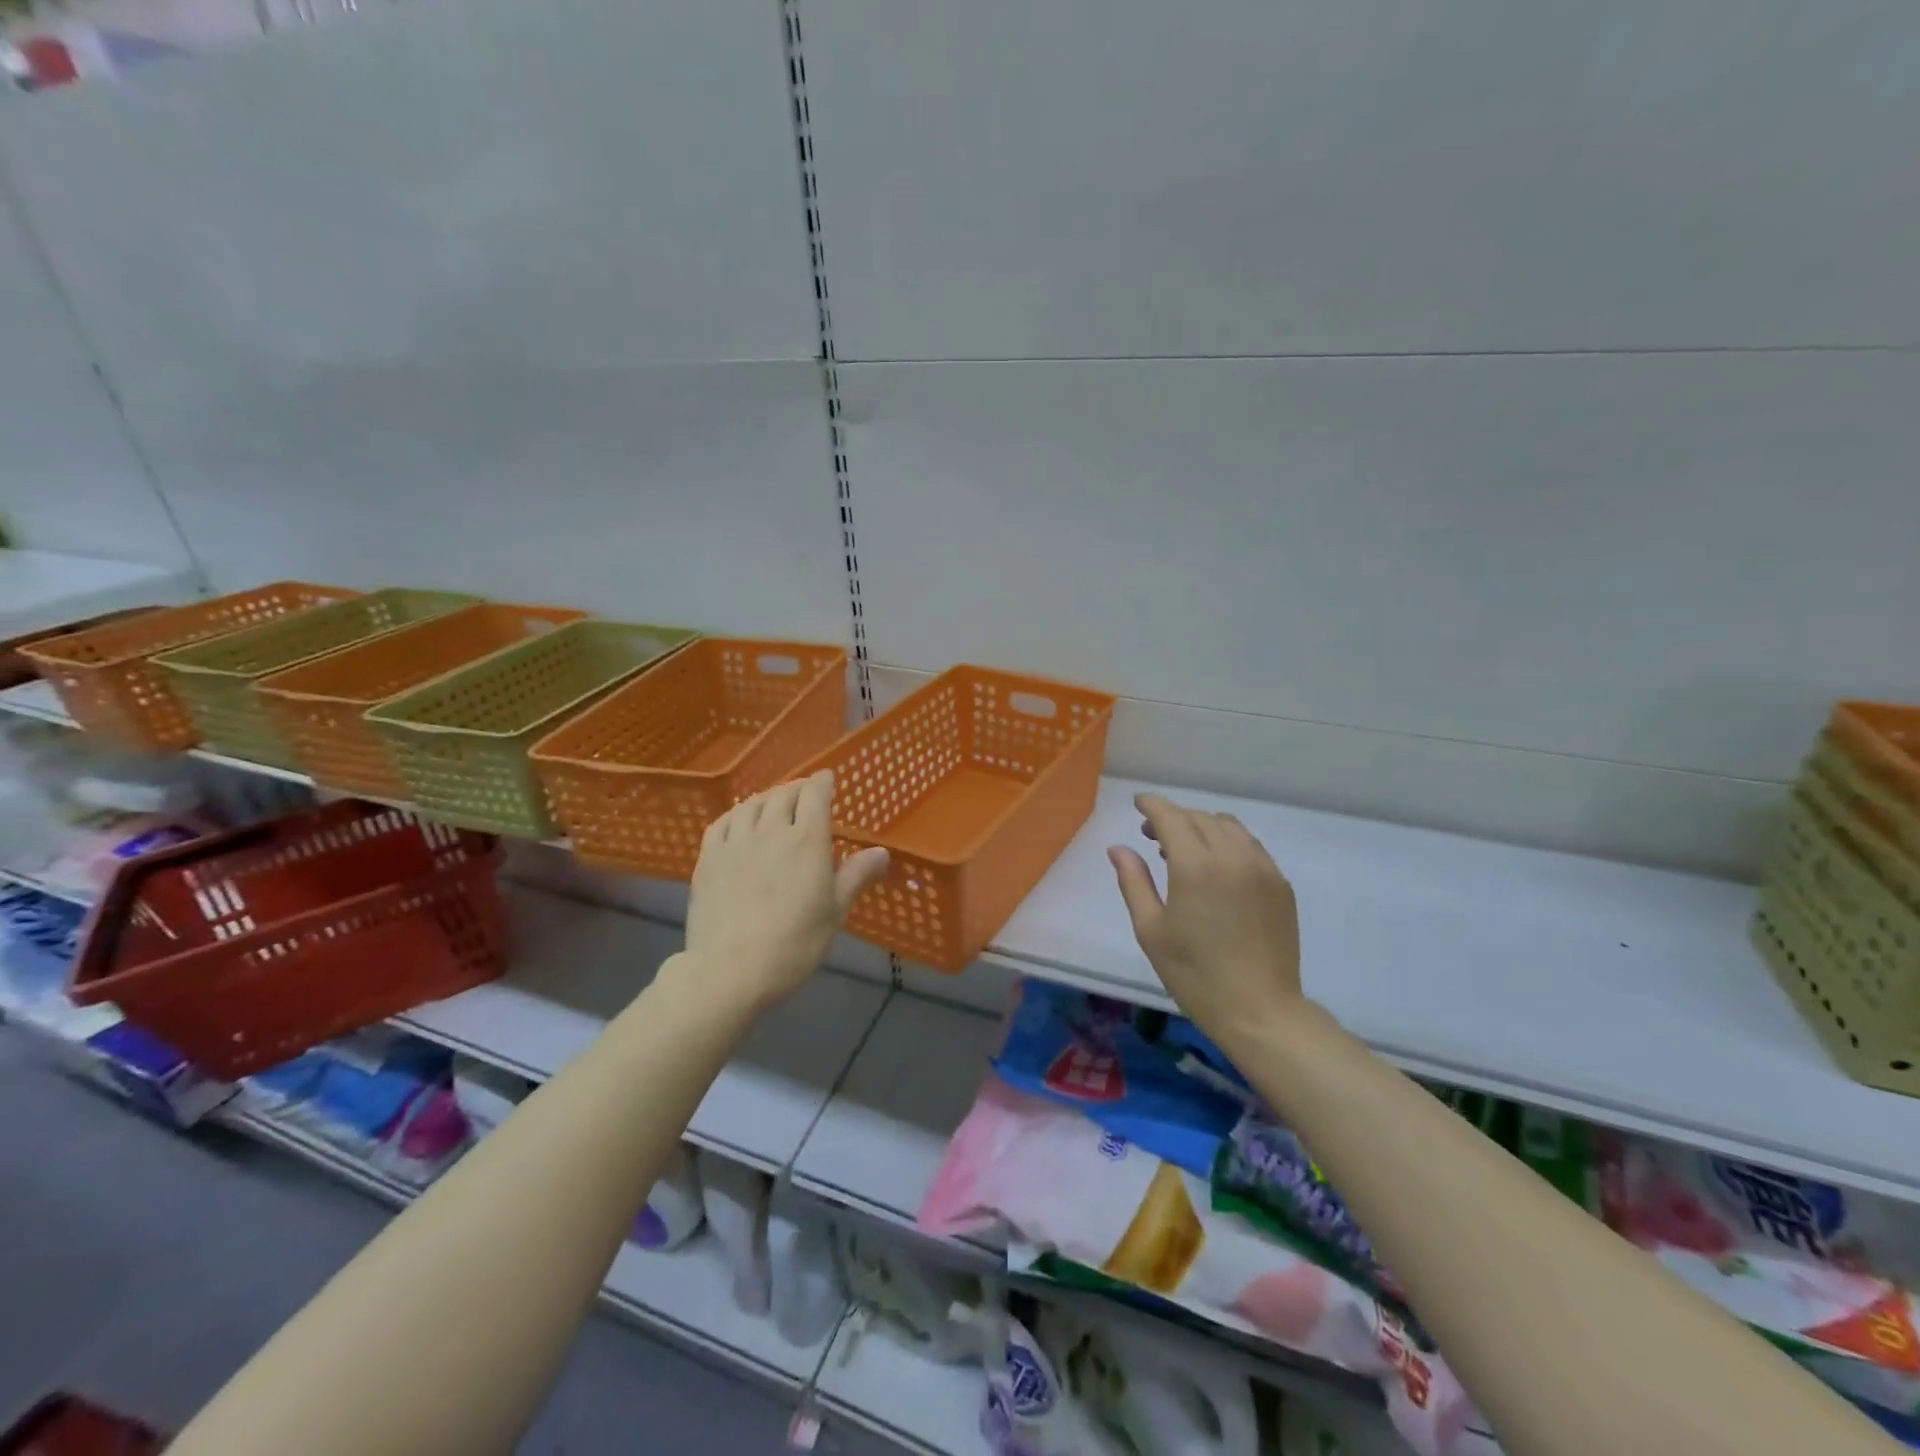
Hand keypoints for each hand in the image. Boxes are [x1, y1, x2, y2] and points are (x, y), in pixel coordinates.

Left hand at [684, 770, 889, 1012]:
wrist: (731, 969)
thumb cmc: (794, 943)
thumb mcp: (835, 911)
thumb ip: (857, 875)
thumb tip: (883, 852)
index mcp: (807, 840)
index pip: (815, 795)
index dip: (823, 782)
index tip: (828, 778)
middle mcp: (771, 830)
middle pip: (784, 795)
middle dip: (797, 789)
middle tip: (805, 794)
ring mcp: (736, 842)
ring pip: (752, 805)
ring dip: (767, 798)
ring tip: (774, 803)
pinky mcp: (708, 858)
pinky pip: (723, 822)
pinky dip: (736, 814)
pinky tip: (739, 820)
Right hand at [1108, 793, 1303, 1054]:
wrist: (1259, 1010)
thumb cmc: (1195, 973)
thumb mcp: (1151, 930)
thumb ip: (1134, 881)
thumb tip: (1119, 848)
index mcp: (1195, 866)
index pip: (1171, 817)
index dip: (1152, 806)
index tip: (1138, 805)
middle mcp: (1232, 856)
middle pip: (1200, 818)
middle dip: (1174, 817)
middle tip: (1152, 835)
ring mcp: (1262, 868)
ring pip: (1229, 827)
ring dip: (1202, 827)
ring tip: (1184, 850)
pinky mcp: (1280, 884)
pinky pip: (1250, 846)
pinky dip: (1228, 843)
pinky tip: (1217, 868)